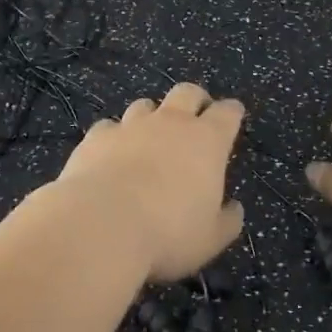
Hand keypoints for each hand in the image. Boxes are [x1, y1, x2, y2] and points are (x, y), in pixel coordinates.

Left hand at [51, 84, 245, 281]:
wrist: (102, 223)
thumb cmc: (168, 232)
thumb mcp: (210, 238)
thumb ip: (227, 220)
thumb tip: (234, 209)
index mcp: (207, 141)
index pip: (227, 114)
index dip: (232, 112)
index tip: (234, 114)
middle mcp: (171, 123)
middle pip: (187, 93)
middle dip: (195, 99)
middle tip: (196, 115)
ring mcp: (131, 125)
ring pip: (145, 105)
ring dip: (152, 116)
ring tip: (150, 135)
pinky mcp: (97, 136)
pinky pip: (110, 127)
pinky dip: (115, 136)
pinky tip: (111, 153)